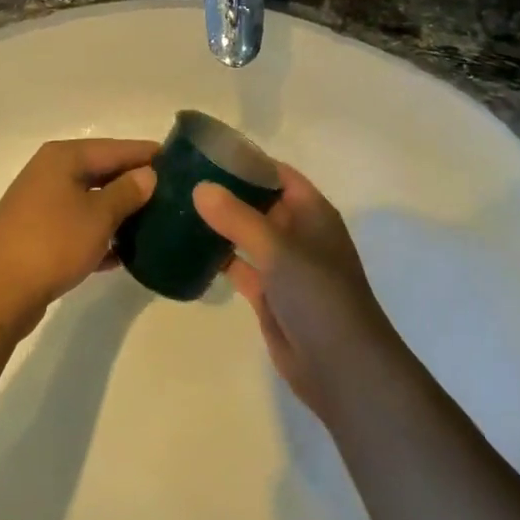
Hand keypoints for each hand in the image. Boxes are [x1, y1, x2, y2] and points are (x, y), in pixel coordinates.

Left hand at [0, 138, 157, 338]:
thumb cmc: (52, 242)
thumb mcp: (99, 215)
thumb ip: (127, 192)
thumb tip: (148, 175)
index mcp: (64, 157)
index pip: (116, 148)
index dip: (148, 155)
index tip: (181, 163)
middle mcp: (51, 173)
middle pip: (103, 172)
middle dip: (136, 185)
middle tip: (174, 198)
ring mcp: (42, 205)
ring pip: (92, 201)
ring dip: (120, 212)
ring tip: (156, 226)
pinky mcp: (38, 235)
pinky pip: (79, 227)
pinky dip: (100, 236)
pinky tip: (124, 254)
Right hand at [194, 162, 401, 421]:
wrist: (342, 368)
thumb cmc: (319, 295)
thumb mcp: (278, 249)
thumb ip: (237, 217)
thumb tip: (200, 187)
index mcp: (311, 211)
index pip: (276, 173)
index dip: (246, 161)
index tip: (206, 151)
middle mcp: (298, 232)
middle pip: (259, 201)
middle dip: (226, 190)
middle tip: (182, 178)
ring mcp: (284, 264)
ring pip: (247, 233)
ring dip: (219, 223)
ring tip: (178, 206)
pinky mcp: (269, 294)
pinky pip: (240, 265)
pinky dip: (218, 257)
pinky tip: (186, 248)